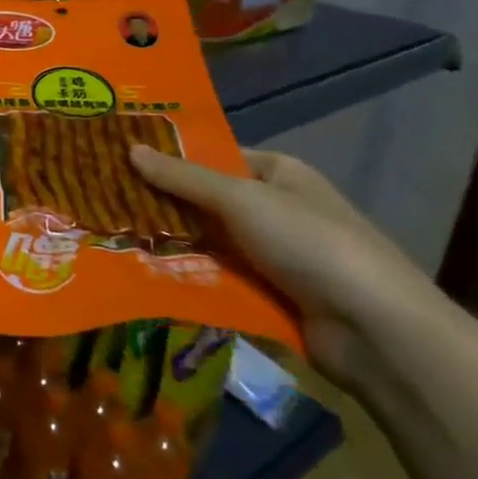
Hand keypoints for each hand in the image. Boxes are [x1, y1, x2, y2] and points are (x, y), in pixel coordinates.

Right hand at [130, 144, 449, 387]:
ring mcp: (271, 253)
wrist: (374, 330)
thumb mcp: (241, 199)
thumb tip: (129, 148)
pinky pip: (215, 276)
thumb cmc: (309, 243)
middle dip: (161, 202)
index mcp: (279, 173)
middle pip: (205, 200)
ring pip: (206, 240)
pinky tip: (141, 272)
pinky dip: (186, 274)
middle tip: (102, 199)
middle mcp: (274, 208)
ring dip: (169, 241)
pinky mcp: (266, 293)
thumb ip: (183, 177)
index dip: (169, 158)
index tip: (119, 159)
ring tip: (110, 235)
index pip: (214, 156)